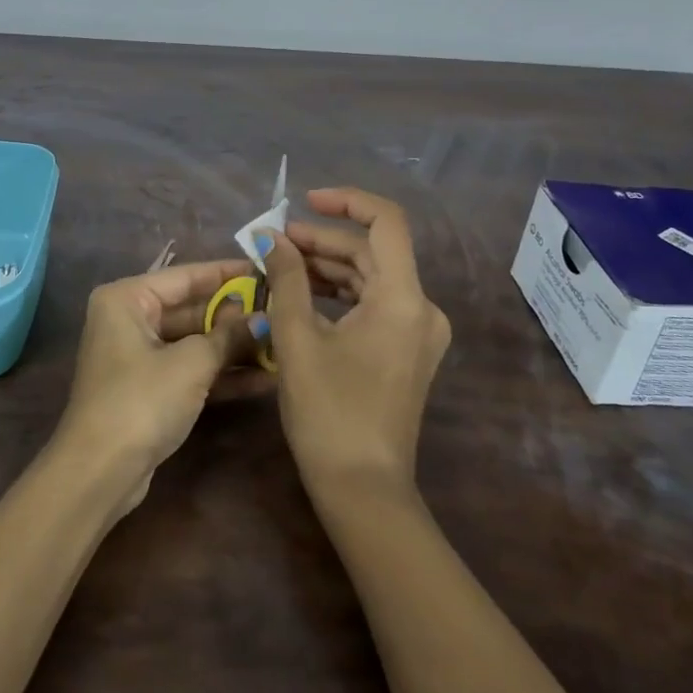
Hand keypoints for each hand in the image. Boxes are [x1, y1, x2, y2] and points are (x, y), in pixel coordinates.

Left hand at [54, 258, 257, 514]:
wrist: (99, 473)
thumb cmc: (141, 400)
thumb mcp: (191, 363)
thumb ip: (229, 336)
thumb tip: (264, 319)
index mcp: (126, 298)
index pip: (185, 276)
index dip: (227, 273)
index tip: (265, 269)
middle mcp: (128, 319)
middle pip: (190, 309)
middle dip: (234, 315)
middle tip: (279, 310)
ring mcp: (137, 356)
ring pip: (192, 342)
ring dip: (233, 347)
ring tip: (280, 343)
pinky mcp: (148, 389)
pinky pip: (189, 370)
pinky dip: (220, 374)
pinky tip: (264, 378)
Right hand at [254, 188, 450, 493]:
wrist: (364, 491)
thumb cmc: (329, 413)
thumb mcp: (297, 339)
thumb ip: (286, 279)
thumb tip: (271, 238)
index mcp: (403, 298)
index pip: (386, 221)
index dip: (346, 201)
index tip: (305, 202)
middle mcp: (421, 308)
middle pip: (373, 252)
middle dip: (323, 241)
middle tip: (275, 244)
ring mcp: (418, 332)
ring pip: (372, 278)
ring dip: (328, 268)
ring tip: (280, 268)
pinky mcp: (407, 352)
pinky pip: (374, 304)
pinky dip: (340, 294)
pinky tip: (303, 298)